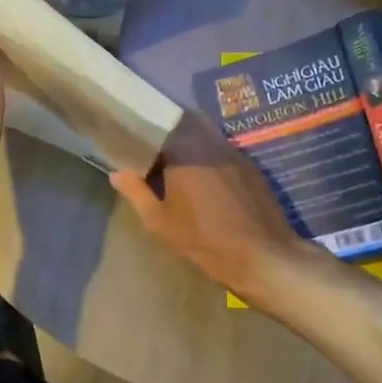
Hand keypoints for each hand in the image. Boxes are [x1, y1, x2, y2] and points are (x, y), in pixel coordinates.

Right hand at [109, 113, 315, 303]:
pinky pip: (222, 151)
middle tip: (152, 151)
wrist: (263, 257)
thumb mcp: (160, 222)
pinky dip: (208, 156)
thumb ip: (137, 193)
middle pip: (183, 125)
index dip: (144, 131)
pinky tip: (203, 178)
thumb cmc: (205, 241)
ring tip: (175, 164)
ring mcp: (234, 153)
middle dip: (166, 134)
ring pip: (204, 136)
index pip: (158, 126)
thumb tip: (117, 173)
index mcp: (184, 152)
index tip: (131, 141)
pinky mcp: (250, 166)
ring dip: (189, 145)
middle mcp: (210, 143)